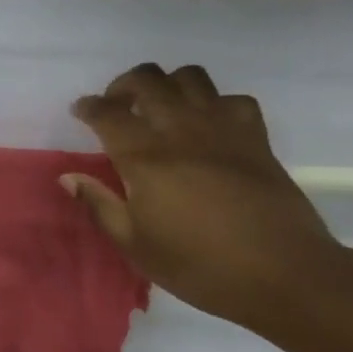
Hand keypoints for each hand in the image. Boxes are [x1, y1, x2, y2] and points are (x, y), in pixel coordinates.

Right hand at [63, 62, 345, 330]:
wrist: (283, 274)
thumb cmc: (199, 266)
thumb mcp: (136, 245)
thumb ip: (100, 205)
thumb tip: (69, 178)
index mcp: (145, 158)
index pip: (107, 114)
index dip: (88, 107)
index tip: (80, 111)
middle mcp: (181, 131)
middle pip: (147, 80)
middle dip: (123, 85)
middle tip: (115, 107)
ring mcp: (223, 129)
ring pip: (190, 78)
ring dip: (167, 84)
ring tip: (159, 109)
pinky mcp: (256, 137)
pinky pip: (233, 100)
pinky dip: (214, 103)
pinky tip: (207, 126)